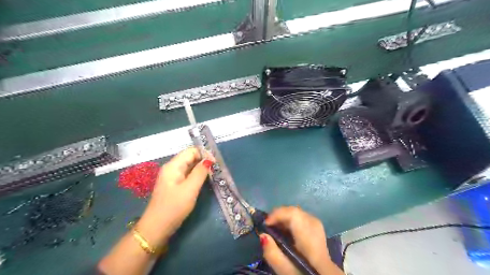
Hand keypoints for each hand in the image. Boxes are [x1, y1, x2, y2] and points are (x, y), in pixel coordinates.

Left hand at [135, 148, 211, 246]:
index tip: (216, 164)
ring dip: (201, 168)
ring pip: (189, 166)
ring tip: (212, 175)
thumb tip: (209, 160)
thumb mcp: (190, 189)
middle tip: (215, 170)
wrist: (157, 228)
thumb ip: (200, 173)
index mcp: (173, 166)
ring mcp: (172, 177)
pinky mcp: (174, 185)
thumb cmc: (174, 207)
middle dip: (203, 160)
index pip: (191, 151)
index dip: (204, 154)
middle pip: (190, 157)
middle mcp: (171, 168)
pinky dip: (196, 175)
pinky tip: (202, 181)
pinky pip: (187, 174)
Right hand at [260, 207, 341, 273]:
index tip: (265, 224)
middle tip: (267, 226)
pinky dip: (290, 220)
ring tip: (274, 228)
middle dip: (279, 215)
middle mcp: (316, 227)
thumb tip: (263, 235)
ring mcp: (318, 226)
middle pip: (295, 211)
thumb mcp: (286, 271)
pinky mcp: (317, 228)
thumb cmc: (303, 274)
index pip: (294, 214)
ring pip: (297, 212)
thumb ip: (273, 254)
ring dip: (284, 217)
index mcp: (310, 238)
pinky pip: (301, 216)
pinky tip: (285, 231)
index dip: (278, 214)